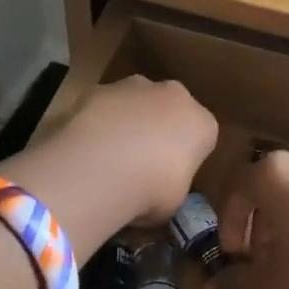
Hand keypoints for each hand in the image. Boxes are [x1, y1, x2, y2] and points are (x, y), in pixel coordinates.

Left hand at [49, 77, 218, 224]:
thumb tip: (157, 188)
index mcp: (202, 123)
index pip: (201, 135)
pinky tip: (87, 147)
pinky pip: (104, 106)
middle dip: (159, 127)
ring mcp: (135, 87)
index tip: (172, 173)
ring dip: (128, 120)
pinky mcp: (100, 88)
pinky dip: (98, 121)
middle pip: (170, 109)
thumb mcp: (173, 201)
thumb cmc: (151, 191)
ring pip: (136, 102)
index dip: (186, 154)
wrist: (101, 169)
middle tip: (141, 161)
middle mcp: (174, 96)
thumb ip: (171, 184)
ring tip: (109, 156)